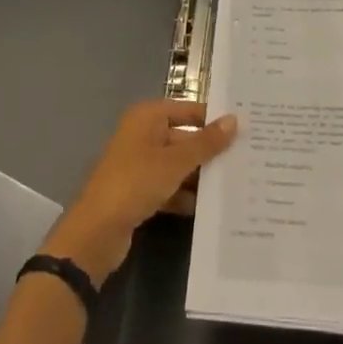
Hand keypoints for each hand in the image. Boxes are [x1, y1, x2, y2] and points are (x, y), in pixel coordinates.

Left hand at [43, 100, 236, 285]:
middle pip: (184, 137)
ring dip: (200, 175)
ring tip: (235, 184)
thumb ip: (205, 143)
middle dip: (210, 151)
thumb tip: (235, 120)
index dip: (214, 119)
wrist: (96, 233)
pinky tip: (209, 207)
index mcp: (147, 117)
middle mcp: (143, 134)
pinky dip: (185, 195)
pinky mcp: (139, 192)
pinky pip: (169, 186)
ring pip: (178, 164)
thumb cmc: (135, 183)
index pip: (189, 110)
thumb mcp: (175, 162)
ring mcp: (139, 164)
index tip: (245, 128)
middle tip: (246, 159)